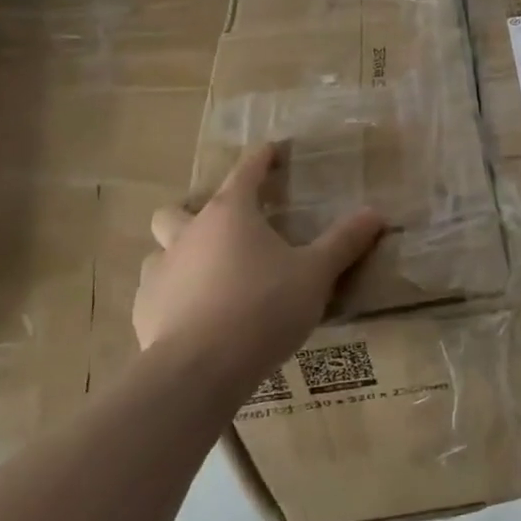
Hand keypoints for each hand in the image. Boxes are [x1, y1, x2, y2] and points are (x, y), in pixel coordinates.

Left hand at [137, 144, 383, 387]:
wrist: (199, 370)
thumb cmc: (262, 308)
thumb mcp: (315, 274)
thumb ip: (343, 242)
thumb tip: (375, 213)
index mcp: (230, 214)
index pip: (246, 172)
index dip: (260, 159)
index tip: (269, 150)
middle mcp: (189, 234)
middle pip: (176, 210)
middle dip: (193, 213)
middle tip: (221, 232)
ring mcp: (161, 273)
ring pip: (160, 251)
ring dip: (179, 257)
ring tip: (205, 277)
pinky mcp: (144, 312)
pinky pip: (156, 293)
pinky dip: (172, 297)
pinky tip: (192, 319)